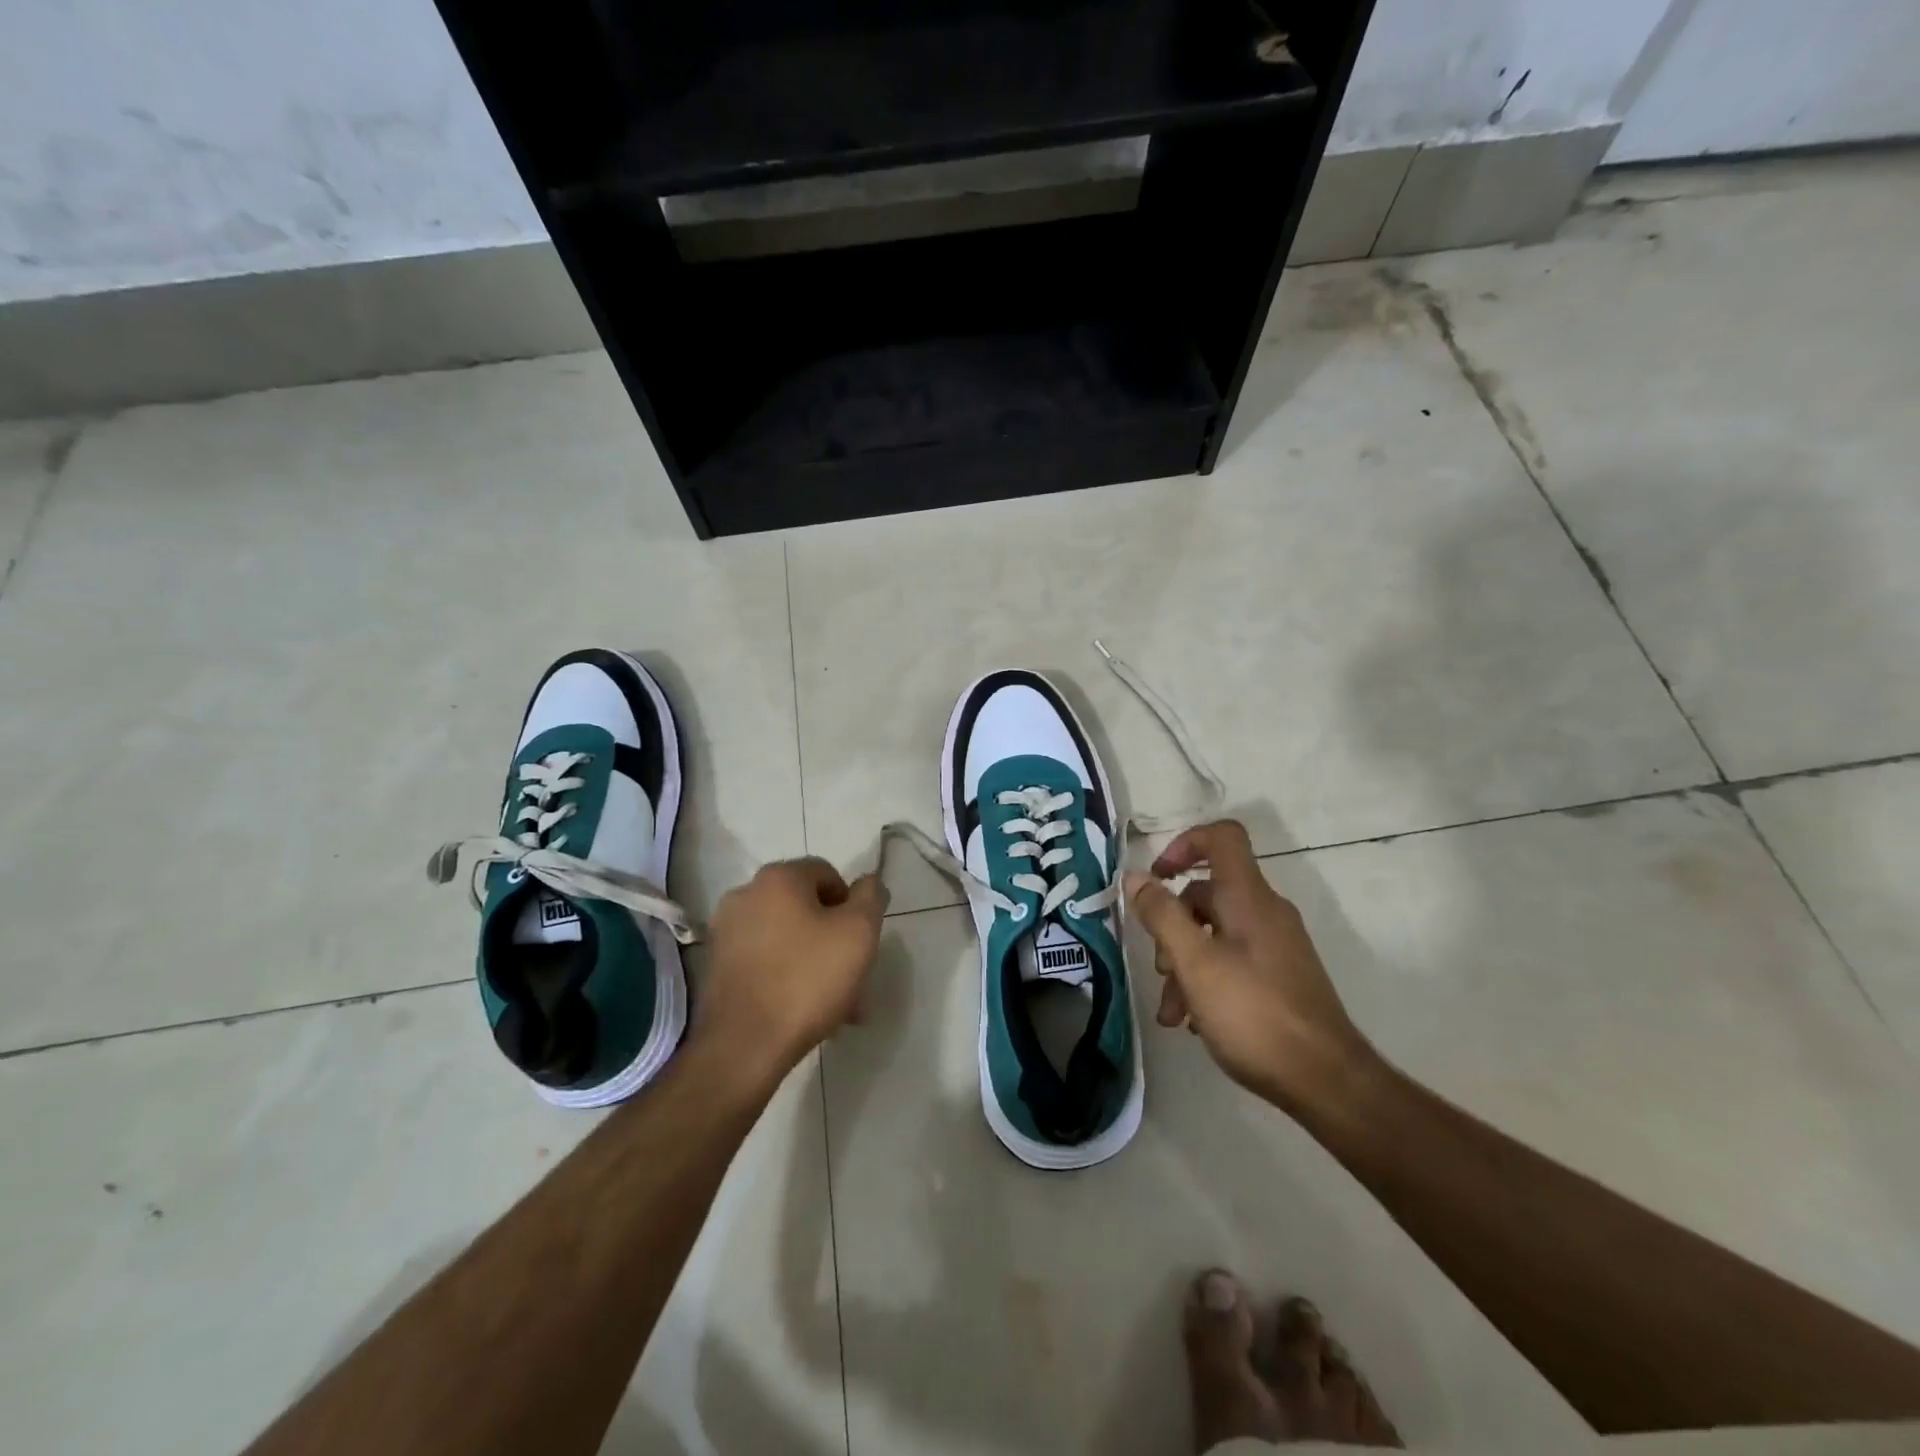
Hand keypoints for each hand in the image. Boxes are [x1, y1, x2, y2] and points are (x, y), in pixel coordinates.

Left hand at [695, 858, 888, 1081]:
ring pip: (788, 938)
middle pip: (806, 908)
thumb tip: (869, 882)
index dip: (853, 904)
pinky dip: (788, 975)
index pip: (828, 873)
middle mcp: (746, 895)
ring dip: (816, 962)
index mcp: (778, 878)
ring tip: (838, 1005)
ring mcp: (726, 932)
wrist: (744, 1046)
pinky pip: (765, 961)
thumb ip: (871, 898)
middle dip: (836, 940)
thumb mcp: (859, 933)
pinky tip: (805, 1010)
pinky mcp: (717, 967)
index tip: (863, 941)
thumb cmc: (808, 980)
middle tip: (856, 977)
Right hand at [1126, 821, 1373, 1111]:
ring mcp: (1276, 946)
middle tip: (1160, 969)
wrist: (1326, 1081)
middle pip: (1207, 894)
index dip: (1184, 845)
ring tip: (1172, 1013)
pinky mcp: (1279, 976)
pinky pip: (1232, 961)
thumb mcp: (1194, 963)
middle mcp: (1265, 912)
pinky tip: (1194, 1022)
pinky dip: (1207, 980)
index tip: (1157, 878)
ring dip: (1184, 964)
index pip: (1221, 837)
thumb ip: (1162, 915)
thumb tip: (1136, 876)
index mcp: (1249, 898)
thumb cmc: (1253, 1014)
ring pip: (1215, 934)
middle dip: (1172, 926)